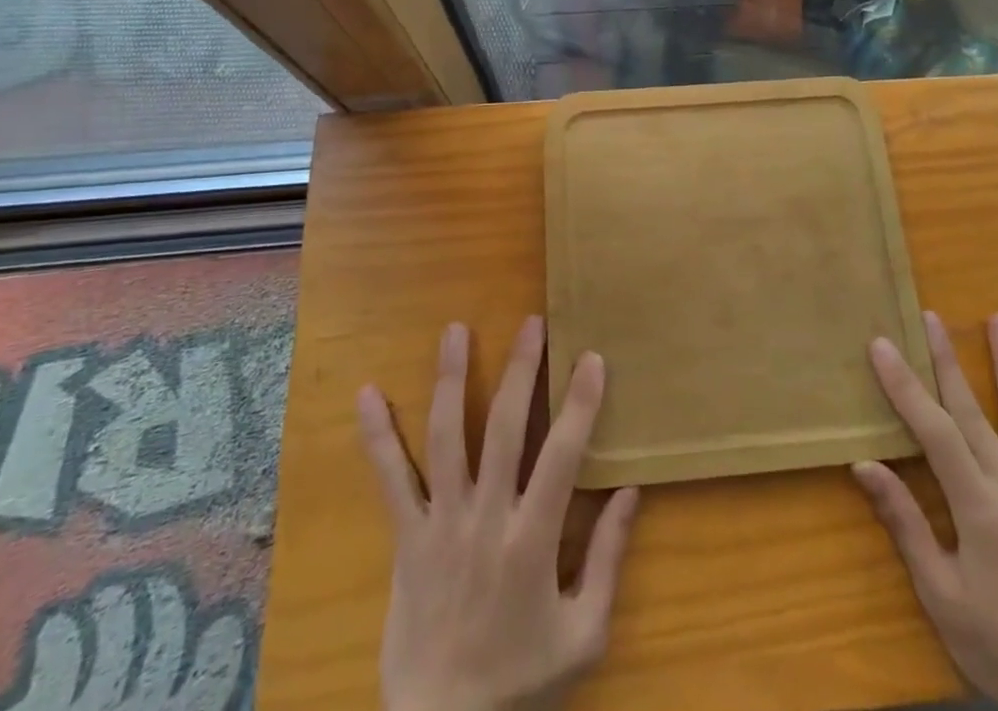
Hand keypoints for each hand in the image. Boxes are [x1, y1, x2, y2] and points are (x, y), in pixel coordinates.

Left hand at [357, 317, 640, 710]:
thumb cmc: (520, 681)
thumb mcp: (583, 635)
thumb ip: (608, 559)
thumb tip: (631, 491)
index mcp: (532, 541)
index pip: (563, 456)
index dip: (579, 404)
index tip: (590, 357)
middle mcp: (486, 519)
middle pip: (505, 429)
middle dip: (521, 371)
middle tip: (531, 323)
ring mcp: (441, 523)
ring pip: (446, 438)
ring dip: (452, 380)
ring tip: (456, 330)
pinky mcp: (406, 537)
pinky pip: (390, 480)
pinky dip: (377, 436)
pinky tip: (367, 393)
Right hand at [855, 312, 997, 710]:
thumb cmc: (996, 646)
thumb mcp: (940, 593)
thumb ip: (905, 523)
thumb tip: (864, 464)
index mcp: (980, 510)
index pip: (935, 432)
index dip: (905, 386)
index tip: (882, 345)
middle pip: (974, 413)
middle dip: (947, 361)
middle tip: (930, 317)